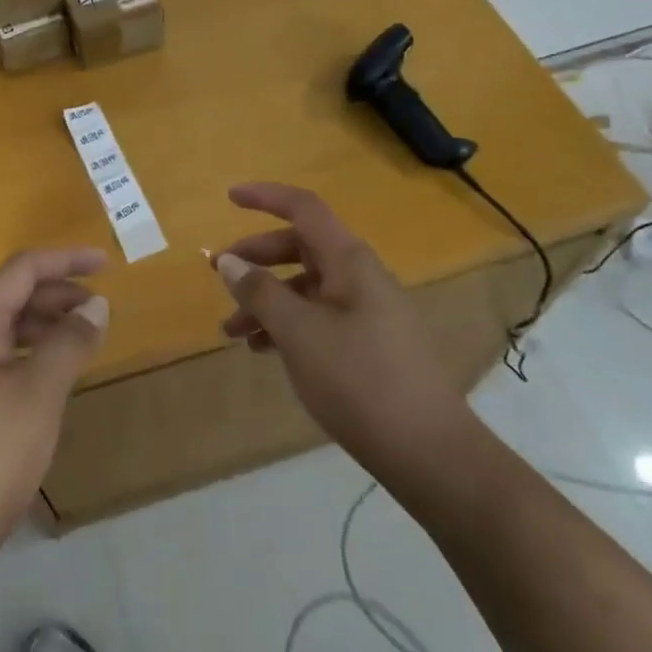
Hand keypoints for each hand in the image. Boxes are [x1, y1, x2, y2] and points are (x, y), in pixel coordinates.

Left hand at [0, 249, 107, 565]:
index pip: (23, 269)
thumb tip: (96, 305)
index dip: (66, 260)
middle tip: (102, 305)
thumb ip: (69, 342)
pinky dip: (35, 351)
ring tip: (87, 335)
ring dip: (49, 322)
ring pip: (10, 325)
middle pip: (15, 293)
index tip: (106, 263)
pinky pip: (5, 354)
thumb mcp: (39, 394)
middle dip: (60, 291)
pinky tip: (57, 370)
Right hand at [214, 182, 478, 489]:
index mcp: (349, 261)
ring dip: (268, 300)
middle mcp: (361, 276)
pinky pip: (320, 317)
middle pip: (301, 248)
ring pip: (307, 287)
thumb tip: (229, 261)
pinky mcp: (372, 344)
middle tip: (220, 276)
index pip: (304, 209)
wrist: (431, 454)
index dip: (265, 197)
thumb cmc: (360, 381)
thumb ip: (261, 292)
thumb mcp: (299, 333)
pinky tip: (265, 351)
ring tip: (233, 332)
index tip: (229, 198)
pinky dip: (289, 324)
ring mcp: (370, 311)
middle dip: (257, 259)